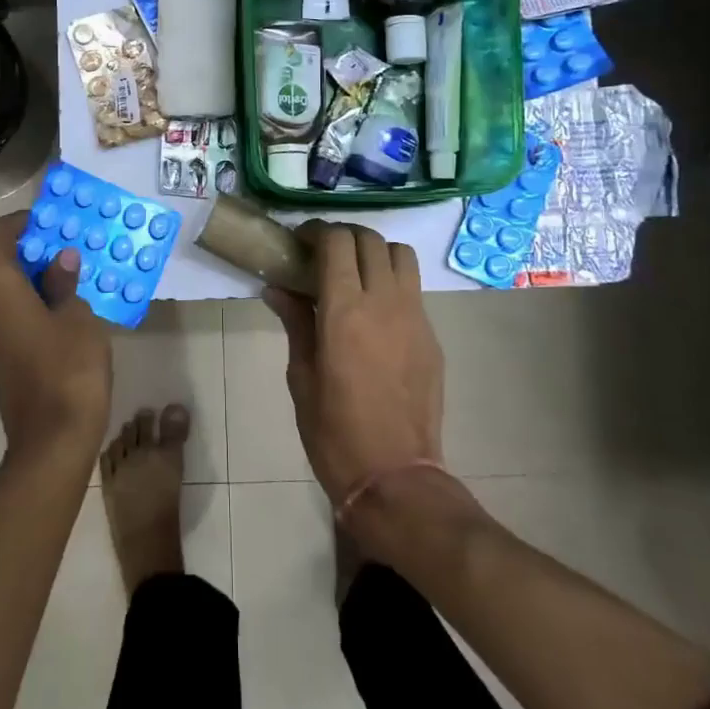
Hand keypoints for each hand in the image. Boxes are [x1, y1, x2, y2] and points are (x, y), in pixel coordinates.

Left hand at [0, 212, 111, 465]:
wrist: (53, 436)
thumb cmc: (69, 368)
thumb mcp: (77, 317)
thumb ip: (63, 282)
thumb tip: (59, 259)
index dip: (17, 222)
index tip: (45, 223)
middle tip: (31, 252)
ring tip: (45, 277)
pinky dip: (6, 299)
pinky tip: (45, 306)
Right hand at [263, 223, 443, 504]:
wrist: (395, 476)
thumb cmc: (334, 432)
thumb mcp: (302, 377)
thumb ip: (295, 324)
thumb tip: (277, 289)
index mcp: (345, 311)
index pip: (336, 242)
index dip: (316, 232)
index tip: (299, 242)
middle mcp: (384, 302)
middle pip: (370, 240)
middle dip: (343, 236)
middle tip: (322, 254)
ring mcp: (415, 318)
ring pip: (400, 256)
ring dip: (374, 252)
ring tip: (354, 273)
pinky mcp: (432, 337)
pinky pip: (413, 290)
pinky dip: (392, 282)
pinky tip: (374, 312)